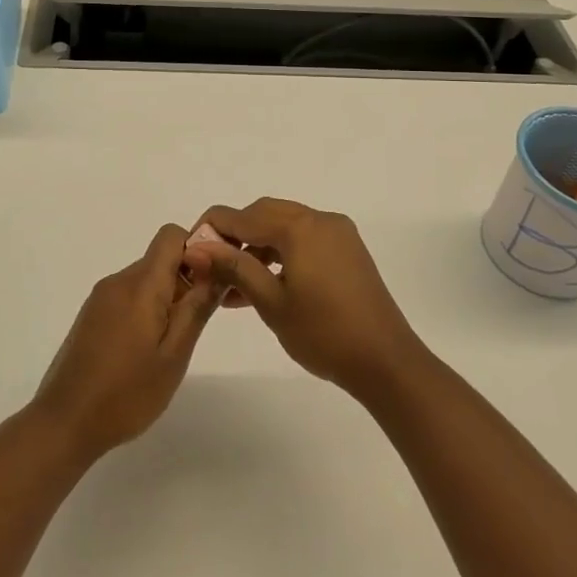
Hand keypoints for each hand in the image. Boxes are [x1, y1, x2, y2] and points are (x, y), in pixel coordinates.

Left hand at [31, 224, 221, 460]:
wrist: (64, 422)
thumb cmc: (126, 393)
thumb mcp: (174, 354)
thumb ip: (197, 308)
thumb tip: (218, 268)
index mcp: (139, 285)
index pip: (171, 236)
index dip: (197, 250)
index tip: (211, 284)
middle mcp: (118, 281)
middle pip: (160, 259)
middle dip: (186, 280)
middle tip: (198, 324)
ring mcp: (101, 298)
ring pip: (145, 279)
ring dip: (166, 299)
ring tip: (172, 344)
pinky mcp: (92, 315)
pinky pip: (128, 296)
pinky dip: (146, 310)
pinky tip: (147, 351)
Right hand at [183, 199, 425, 398]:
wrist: (386, 361)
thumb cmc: (323, 333)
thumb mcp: (271, 302)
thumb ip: (234, 267)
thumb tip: (198, 247)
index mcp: (299, 227)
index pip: (242, 216)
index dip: (211, 229)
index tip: (190, 251)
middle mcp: (319, 219)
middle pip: (263, 214)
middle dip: (234, 236)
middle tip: (211, 265)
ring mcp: (337, 233)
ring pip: (284, 227)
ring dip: (256, 247)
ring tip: (231, 284)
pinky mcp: (347, 250)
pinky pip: (304, 240)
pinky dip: (280, 254)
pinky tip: (262, 283)